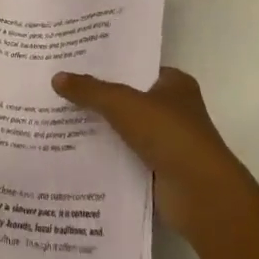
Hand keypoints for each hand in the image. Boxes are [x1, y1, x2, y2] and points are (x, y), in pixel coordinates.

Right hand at [52, 66, 250, 237]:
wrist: (201, 195)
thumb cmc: (169, 134)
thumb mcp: (123, 103)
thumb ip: (90, 90)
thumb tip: (57, 77)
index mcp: (174, 83)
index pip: (135, 67)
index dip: (108, 65)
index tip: (75, 63)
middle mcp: (173, 109)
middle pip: (128, 98)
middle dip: (98, 98)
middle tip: (60, 90)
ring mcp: (167, 143)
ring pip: (125, 130)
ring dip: (100, 130)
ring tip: (59, 120)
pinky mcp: (159, 172)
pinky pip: (125, 157)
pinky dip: (106, 157)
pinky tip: (75, 153)